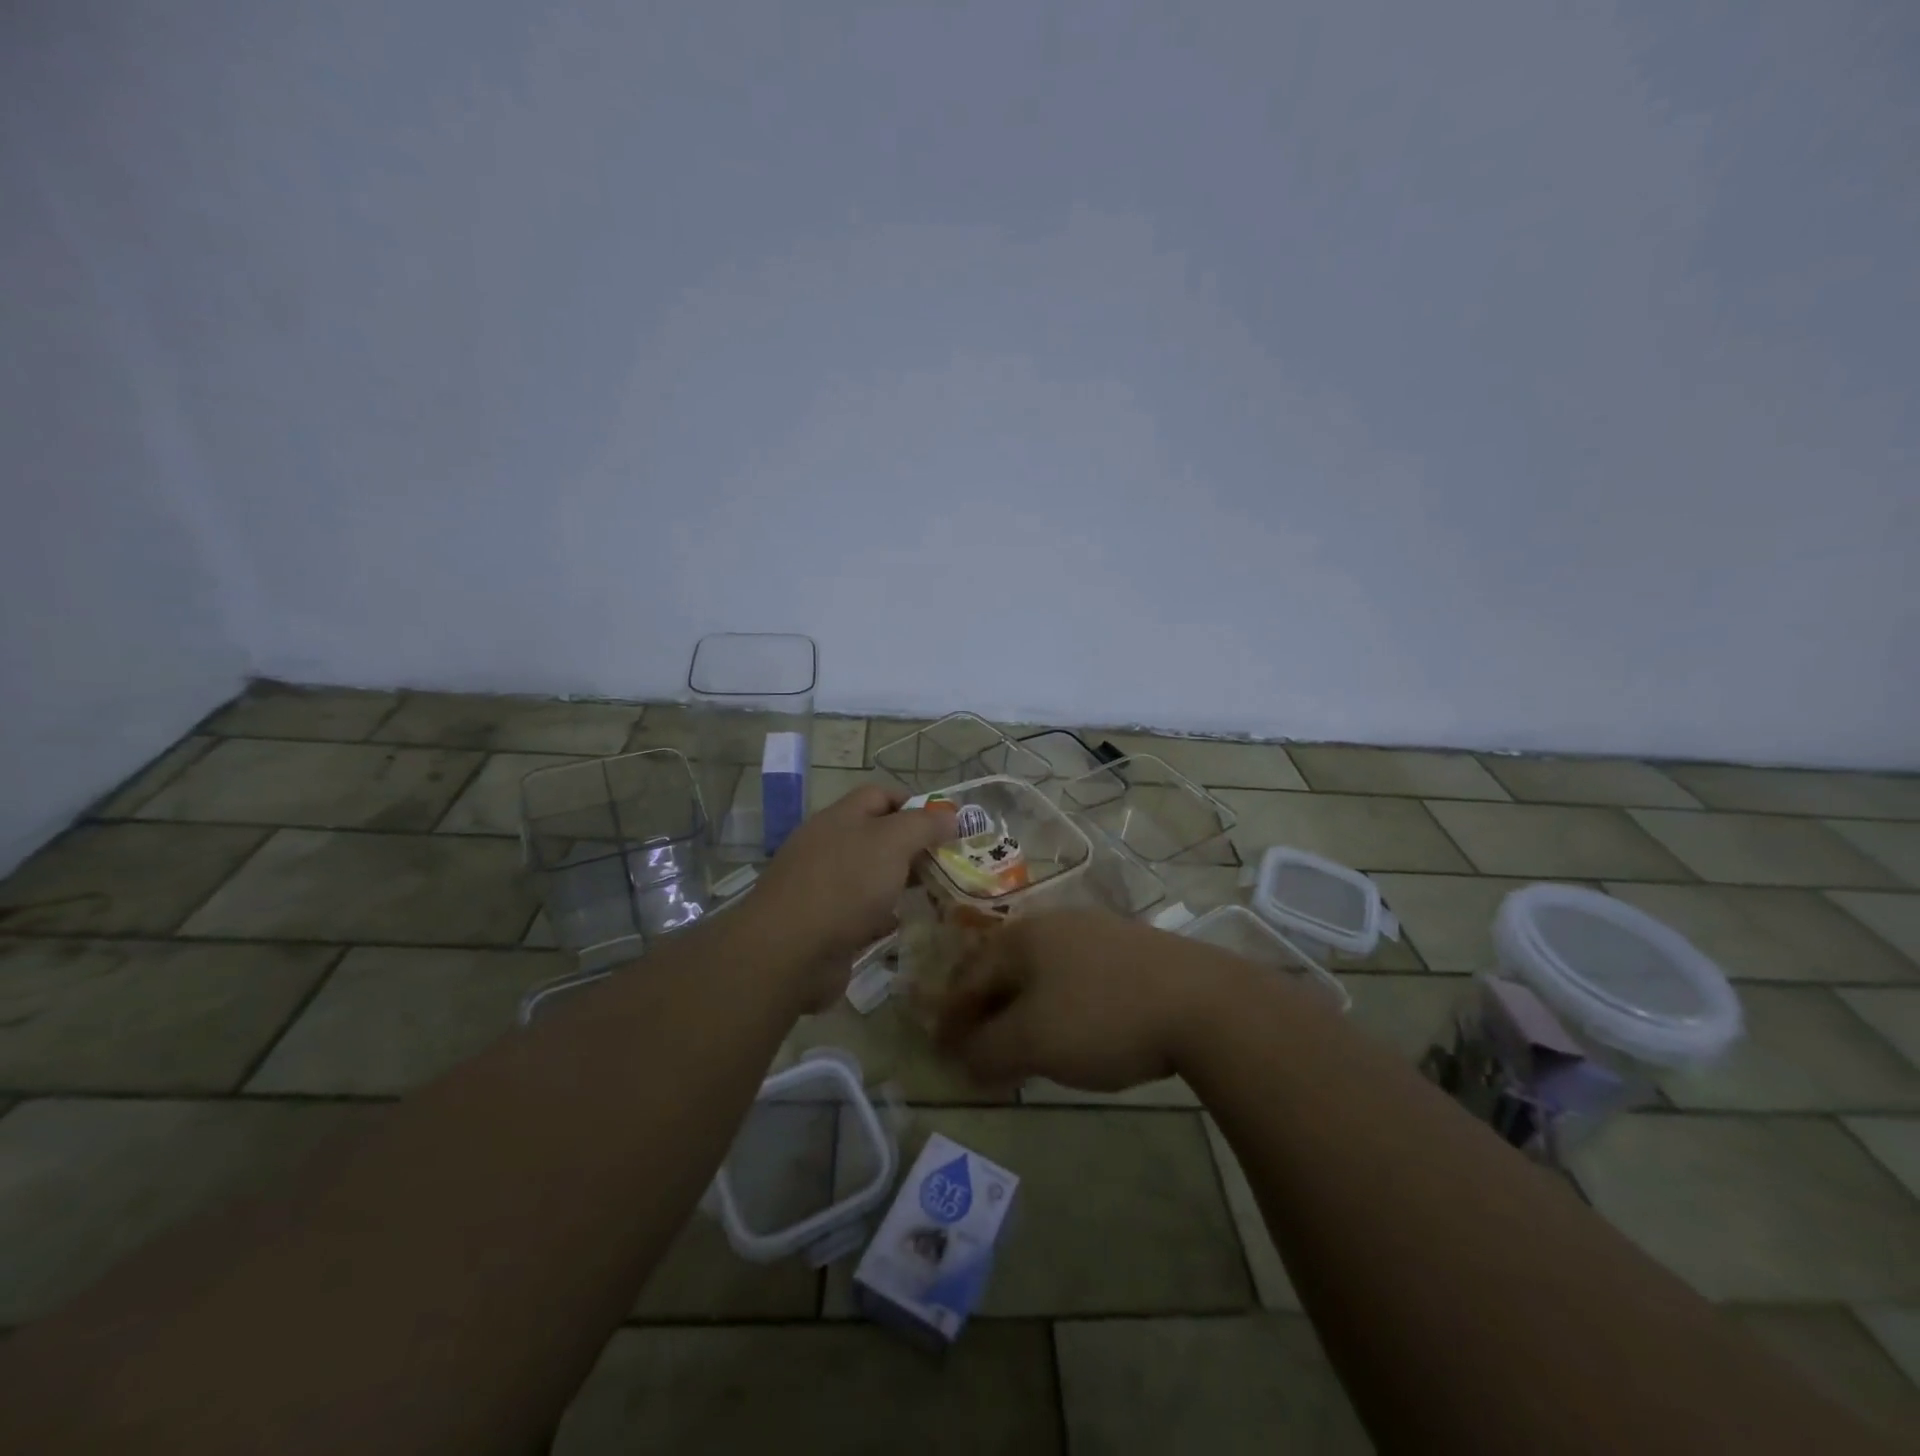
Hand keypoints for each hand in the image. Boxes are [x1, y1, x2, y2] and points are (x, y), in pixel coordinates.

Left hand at [750, 784, 957, 1004]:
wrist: (788, 952)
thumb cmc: (845, 885)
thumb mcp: (892, 842)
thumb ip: (923, 825)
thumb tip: (950, 815)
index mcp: (841, 817)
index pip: (880, 795)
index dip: (914, 804)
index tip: (946, 825)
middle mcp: (829, 846)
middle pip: (878, 836)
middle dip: (913, 847)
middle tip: (948, 863)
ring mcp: (823, 886)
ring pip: (871, 876)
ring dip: (900, 882)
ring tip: (934, 894)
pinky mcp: (824, 923)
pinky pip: (861, 912)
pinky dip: (882, 915)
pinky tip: (902, 924)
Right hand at [933, 909, 1245, 1091]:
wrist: (1202, 1003)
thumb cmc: (1102, 1017)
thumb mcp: (1033, 1041)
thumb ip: (987, 1051)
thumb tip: (960, 1059)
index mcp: (1022, 937)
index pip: (970, 978)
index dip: (951, 1017)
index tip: (941, 1051)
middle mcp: (1053, 924)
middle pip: (1003, 971)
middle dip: (985, 1012)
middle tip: (977, 1051)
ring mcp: (1095, 932)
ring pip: (1040, 974)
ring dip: (1021, 1010)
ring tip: (1020, 1045)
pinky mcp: (1130, 949)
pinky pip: (1074, 977)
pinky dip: (1057, 1006)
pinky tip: (1072, 1029)